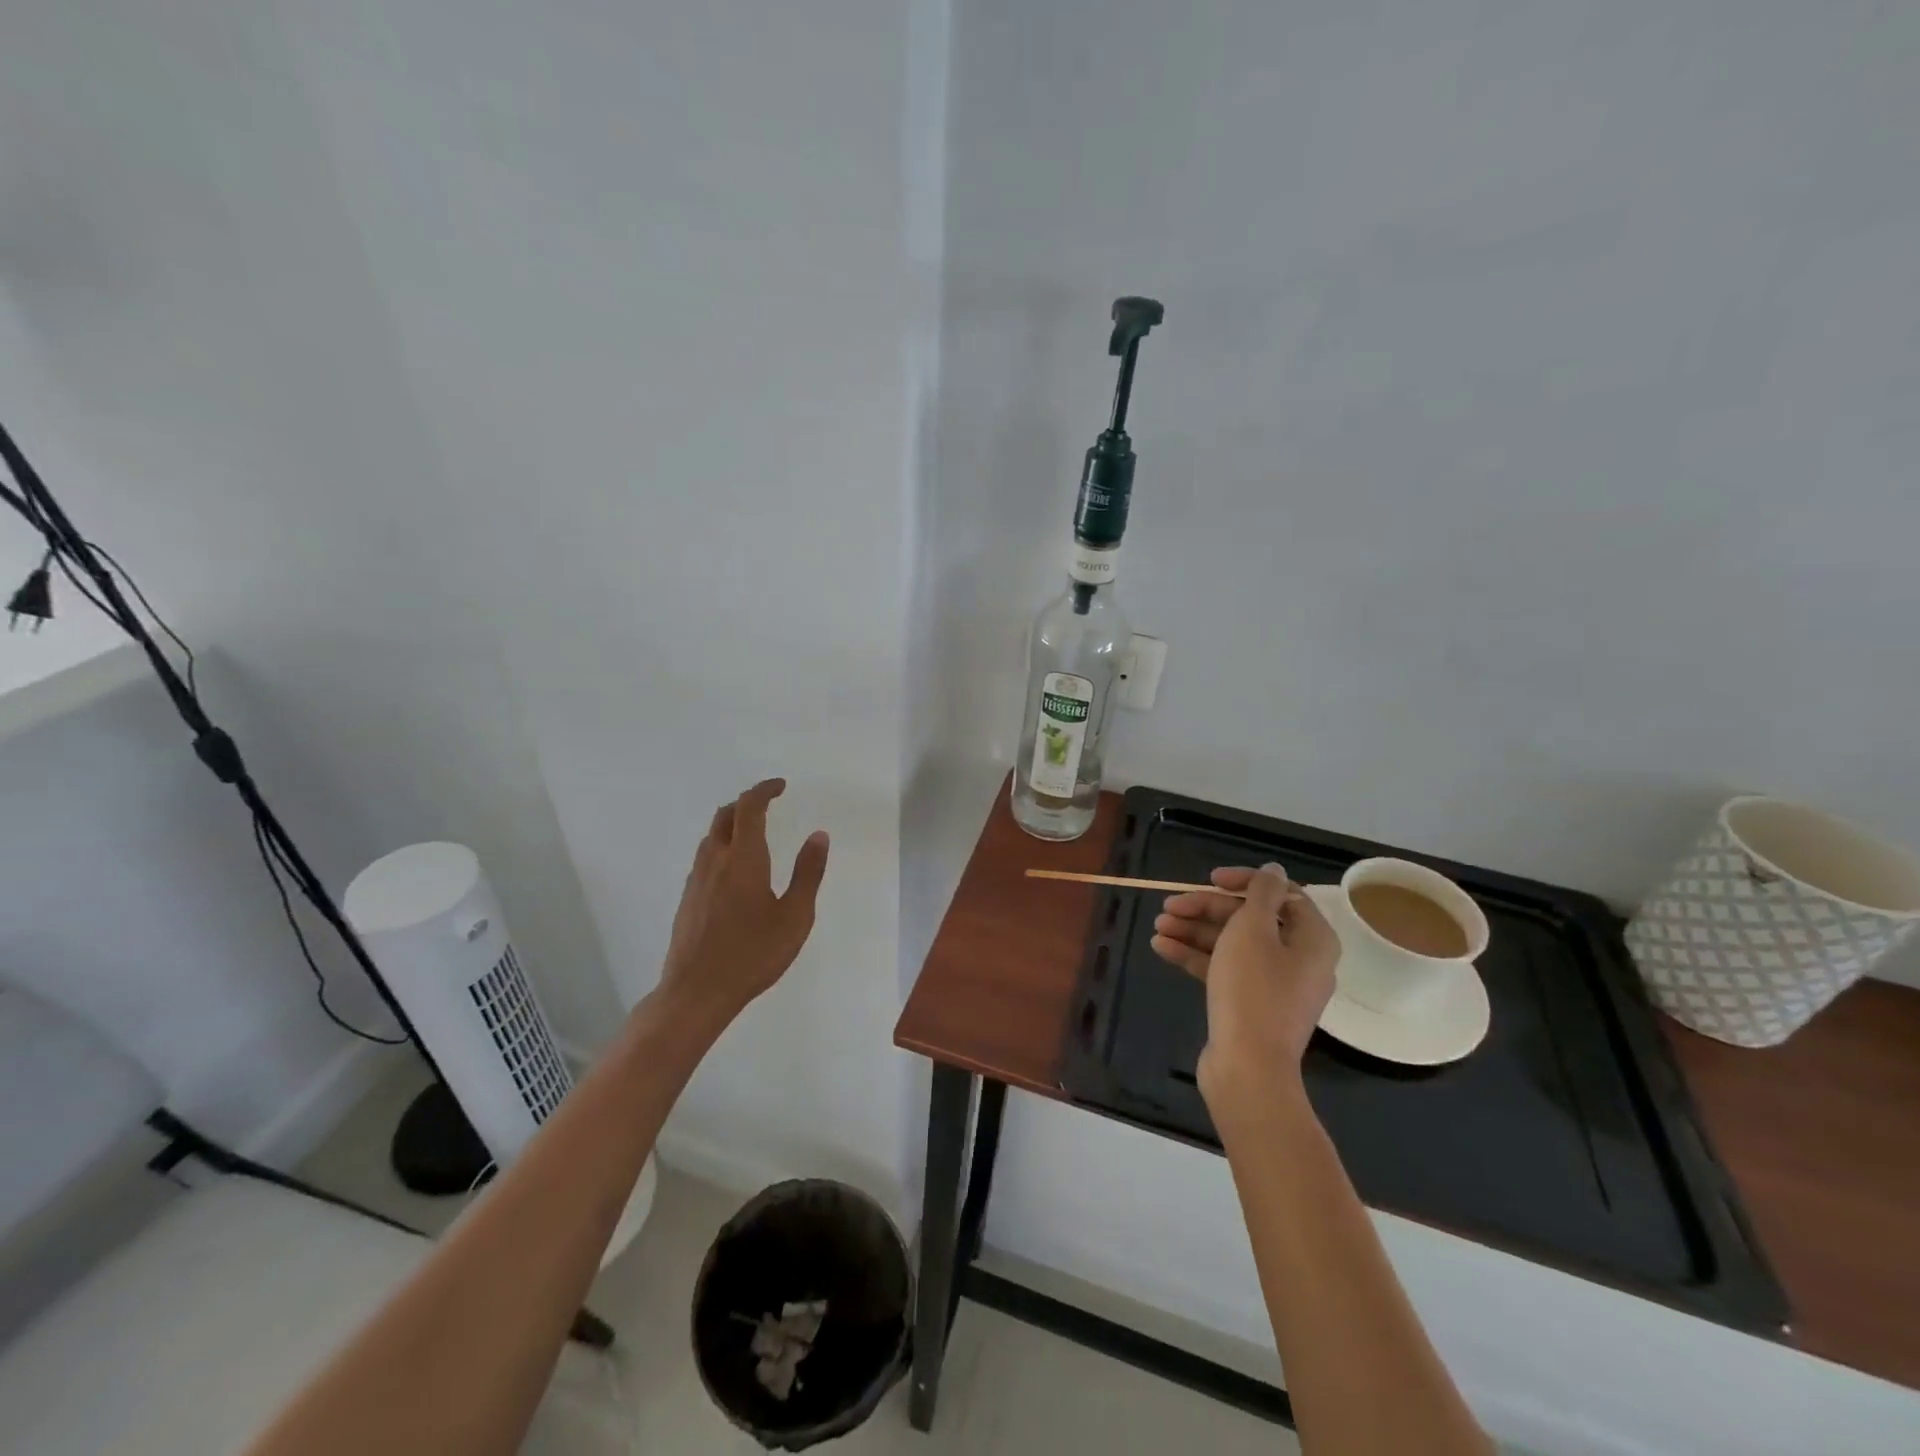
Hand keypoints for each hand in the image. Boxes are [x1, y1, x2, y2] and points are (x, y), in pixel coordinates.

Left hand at [658, 778, 829, 1020]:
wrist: (696, 992)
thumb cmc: (753, 954)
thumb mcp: (795, 916)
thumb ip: (808, 873)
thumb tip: (819, 836)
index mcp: (743, 858)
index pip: (749, 807)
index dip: (764, 790)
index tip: (781, 786)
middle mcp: (715, 861)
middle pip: (725, 815)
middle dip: (746, 803)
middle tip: (768, 805)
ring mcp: (696, 880)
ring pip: (711, 837)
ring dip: (731, 824)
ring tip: (754, 835)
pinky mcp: (687, 900)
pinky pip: (705, 858)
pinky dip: (722, 848)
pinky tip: (735, 872)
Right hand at [1151, 864, 1338, 1100]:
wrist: (1248, 1068)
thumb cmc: (1253, 990)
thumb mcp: (1252, 930)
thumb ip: (1261, 893)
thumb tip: (1274, 870)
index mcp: (1312, 938)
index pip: (1281, 895)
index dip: (1243, 882)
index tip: (1210, 879)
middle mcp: (1298, 959)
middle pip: (1250, 919)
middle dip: (1207, 909)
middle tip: (1170, 906)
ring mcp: (1274, 985)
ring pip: (1232, 945)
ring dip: (1195, 931)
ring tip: (1158, 926)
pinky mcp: (1251, 1005)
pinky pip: (1224, 970)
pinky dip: (1196, 957)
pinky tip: (1161, 948)